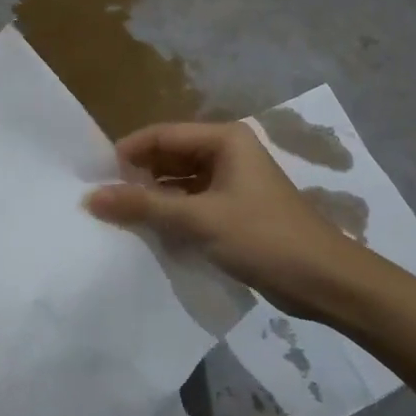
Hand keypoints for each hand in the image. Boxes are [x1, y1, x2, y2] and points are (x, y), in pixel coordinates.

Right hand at [86, 120, 358, 304]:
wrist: (323, 280)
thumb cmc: (263, 237)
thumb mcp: (199, 219)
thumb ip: (144, 206)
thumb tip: (91, 197)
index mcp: (224, 139)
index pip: (163, 134)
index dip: (128, 152)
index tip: (95, 176)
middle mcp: (227, 152)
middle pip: (170, 155)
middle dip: (138, 175)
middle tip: (102, 199)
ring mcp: (232, 182)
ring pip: (180, 181)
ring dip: (153, 198)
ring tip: (118, 217)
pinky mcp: (234, 209)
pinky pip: (192, 202)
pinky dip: (171, 214)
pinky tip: (149, 232)